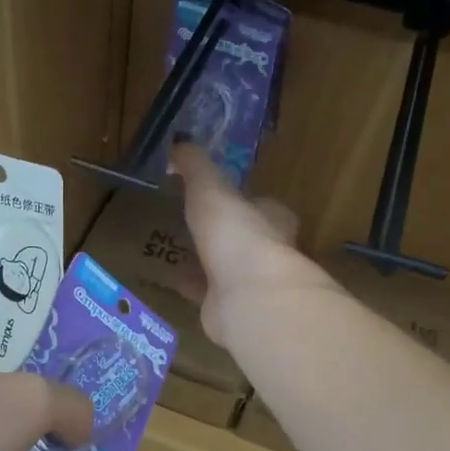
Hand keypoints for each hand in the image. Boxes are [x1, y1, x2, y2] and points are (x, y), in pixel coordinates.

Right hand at [168, 143, 331, 346]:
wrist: (248, 297)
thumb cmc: (236, 235)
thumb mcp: (211, 189)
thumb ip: (196, 167)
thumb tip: (180, 142)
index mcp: (272, 218)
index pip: (260, 204)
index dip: (242, 199)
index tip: (219, 195)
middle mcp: (268, 251)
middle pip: (244, 237)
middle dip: (223, 232)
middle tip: (196, 224)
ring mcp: (251, 283)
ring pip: (227, 267)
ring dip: (209, 261)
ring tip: (182, 251)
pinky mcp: (233, 308)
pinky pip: (210, 293)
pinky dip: (195, 287)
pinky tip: (177, 281)